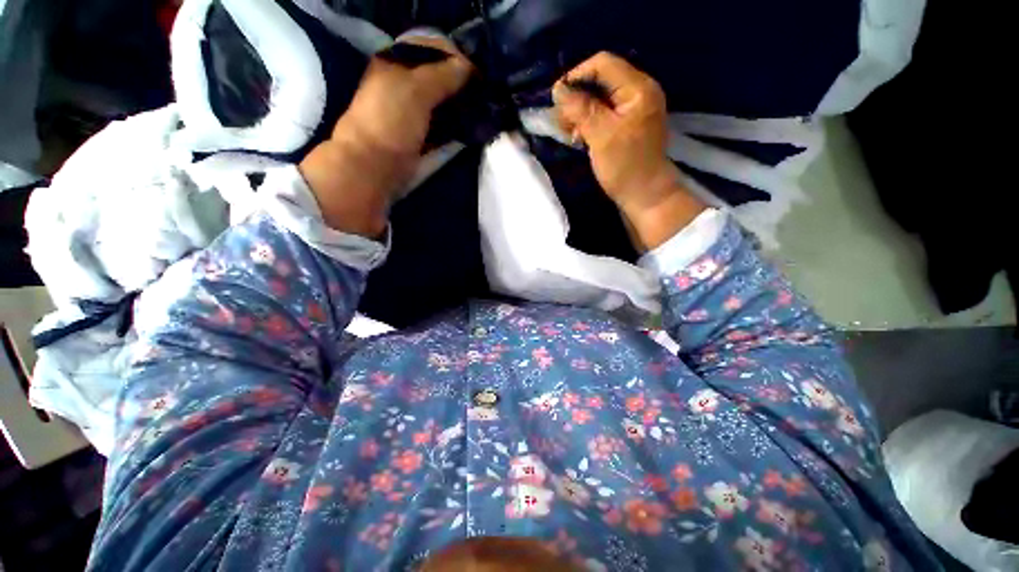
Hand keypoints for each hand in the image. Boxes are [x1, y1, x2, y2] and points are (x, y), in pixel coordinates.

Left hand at [300, 35, 470, 236]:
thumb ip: (443, 75)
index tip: (478, 71)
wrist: (375, 166)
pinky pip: (443, 126)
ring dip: (461, 106)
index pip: (432, 50)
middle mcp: (404, 85)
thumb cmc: (390, 121)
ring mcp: (412, 113)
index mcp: (396, 63)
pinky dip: (456, 126)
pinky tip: (471, 127)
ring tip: (482, 110)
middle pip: (439, 78)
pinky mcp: (420, 137)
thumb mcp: (415, 90)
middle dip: (461, 84)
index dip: (456, 57)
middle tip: (483, 93)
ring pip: (443, 103)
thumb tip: (469, 67)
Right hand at [553, 52, 704, 250]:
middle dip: (577, 98)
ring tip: (569, 133)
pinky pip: (604, 114)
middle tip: (562, 122)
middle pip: (601, 81)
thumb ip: (580, 109)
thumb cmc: (625, 167)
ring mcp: (634, 109)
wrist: (644, 195)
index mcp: (638, 88)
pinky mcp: (628, 125)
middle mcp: (638, 92)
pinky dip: (589, 122)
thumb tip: (559, 89)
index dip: (577, 75)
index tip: (557, 97)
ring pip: (600, 99)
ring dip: (580, 112)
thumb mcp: (601, 136)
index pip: (603, 64)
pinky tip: (579, 137)